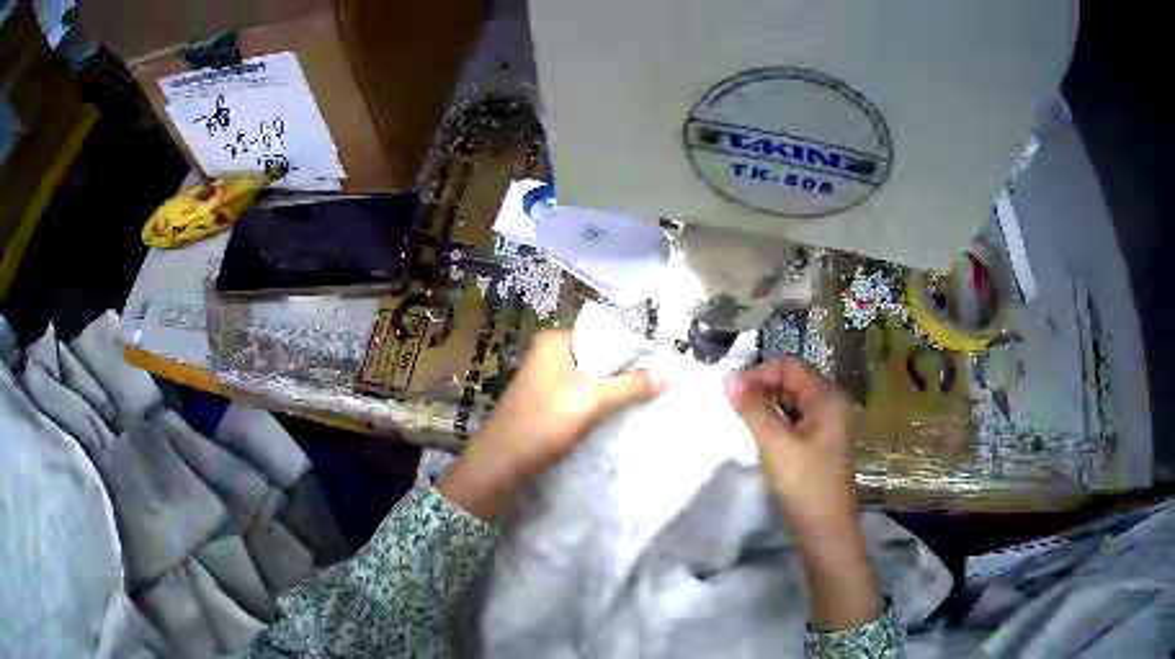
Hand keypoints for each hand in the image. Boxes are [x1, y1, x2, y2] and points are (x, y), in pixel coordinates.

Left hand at [439, 329, 663, 520]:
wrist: (500, 466)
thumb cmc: (542, 425)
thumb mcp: (590, 403)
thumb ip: (629, 387)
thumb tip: (668, 373)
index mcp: (554, 341)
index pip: (604, 335)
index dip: (633, 351)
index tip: (661, 367)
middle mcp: (548, 354)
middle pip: (599, 357)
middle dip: (625, 373)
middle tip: (658, 387)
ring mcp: (545, 380)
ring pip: (591, 380)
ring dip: (614, 392)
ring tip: (645, 402)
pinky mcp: (546, 403)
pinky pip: (581, 397)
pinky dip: (599, 406)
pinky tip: (618, 418)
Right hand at [728, 357, 881, 630]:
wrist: (827, 531)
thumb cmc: (805, 485)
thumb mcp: (776, 445)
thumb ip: (753, 409)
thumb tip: (729, 378)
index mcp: (827, 397)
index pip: (789, 365)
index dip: (759, 374)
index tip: (732, 395)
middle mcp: (831, 403)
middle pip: (792, 379)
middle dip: (761, 388)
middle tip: (734, 409)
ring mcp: (828, 423)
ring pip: (792, 400)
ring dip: (766, 406)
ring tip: (743, 422)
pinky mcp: (821, 442)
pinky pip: (795, 419)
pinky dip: (776, 421)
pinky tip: (761, 436)